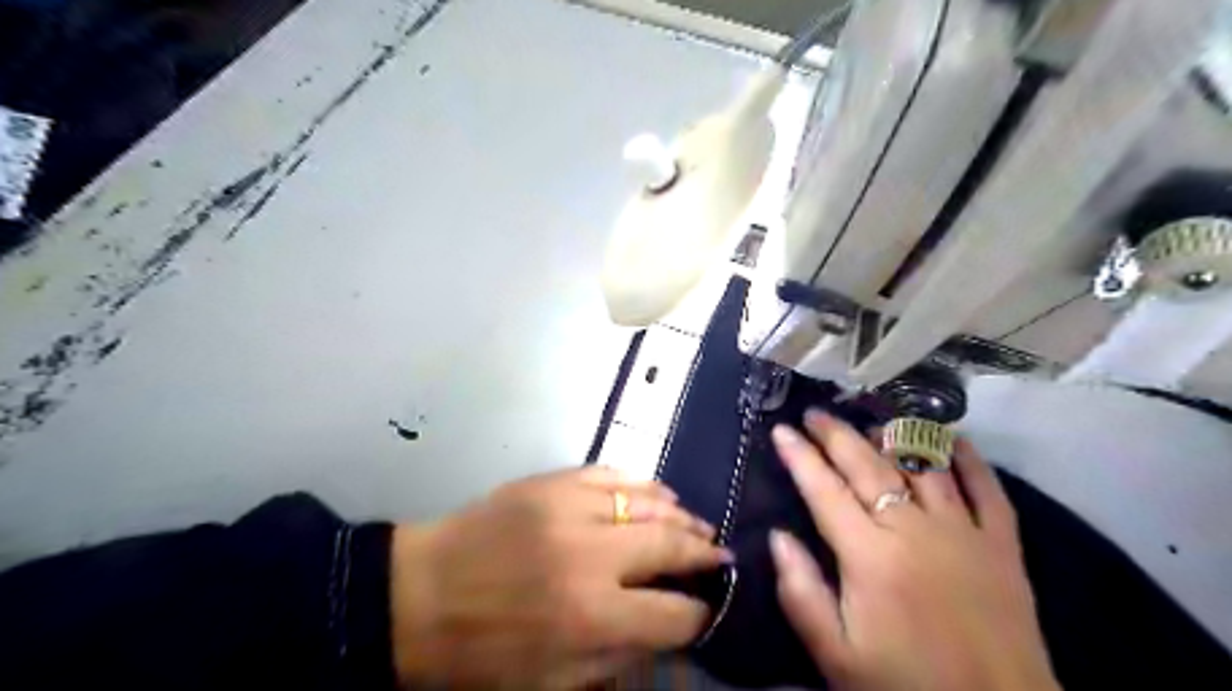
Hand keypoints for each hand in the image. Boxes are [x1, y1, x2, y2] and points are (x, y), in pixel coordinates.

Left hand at [390, 468, 722, 688]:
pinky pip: (611, 473)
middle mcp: (589, 554)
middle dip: (704, 552)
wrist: (416, 594)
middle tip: (720, 553)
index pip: (672, 613)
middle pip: (670, 544)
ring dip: (680, 514)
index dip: (700, 614)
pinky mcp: (551, 481)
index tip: (710, 607)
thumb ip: (616, 656)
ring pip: (647, 501)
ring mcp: (569, 507)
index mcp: (589, 614)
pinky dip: (641, 484)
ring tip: (697, 523)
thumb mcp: (550, 682)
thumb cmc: (480, 653)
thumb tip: (666, 631)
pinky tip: (657, 493)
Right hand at [766, 410, 1059, 690]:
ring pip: (922, 465)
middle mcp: (914, 529)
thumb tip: (777, 536)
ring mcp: (963, 531)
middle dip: (835, 434)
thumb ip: (801, 592)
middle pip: (867, 466)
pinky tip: (951, 437)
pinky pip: (987, 488)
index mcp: (869, 555)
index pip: (824, 490)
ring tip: (869, 420)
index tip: (780, 429)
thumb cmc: (906, 684)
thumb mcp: (836, 654)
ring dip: (892, 436)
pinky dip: (968, 458)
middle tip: (814, 413)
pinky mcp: (1002, 544)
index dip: (799, 456)